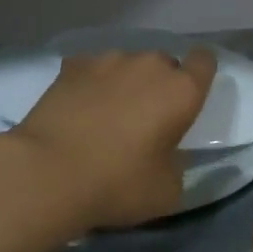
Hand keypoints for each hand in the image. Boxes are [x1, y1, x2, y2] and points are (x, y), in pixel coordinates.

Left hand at [11, 48, 216, 229]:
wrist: (47, 173)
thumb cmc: (117, 184)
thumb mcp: (168, 191)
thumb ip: (177, 162)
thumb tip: (167, 152)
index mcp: (181, 91)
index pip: (205, 61)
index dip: (200, 74)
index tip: (190, 97)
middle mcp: (148, 65)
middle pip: (164, 64)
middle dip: (160, 85)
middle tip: (146, 119)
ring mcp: (107, 61)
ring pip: (127, 64)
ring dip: (125, 83)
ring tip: (107, 114)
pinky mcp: (71, 66)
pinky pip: (92, 69)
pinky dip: (91, 84)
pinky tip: (79, 108)